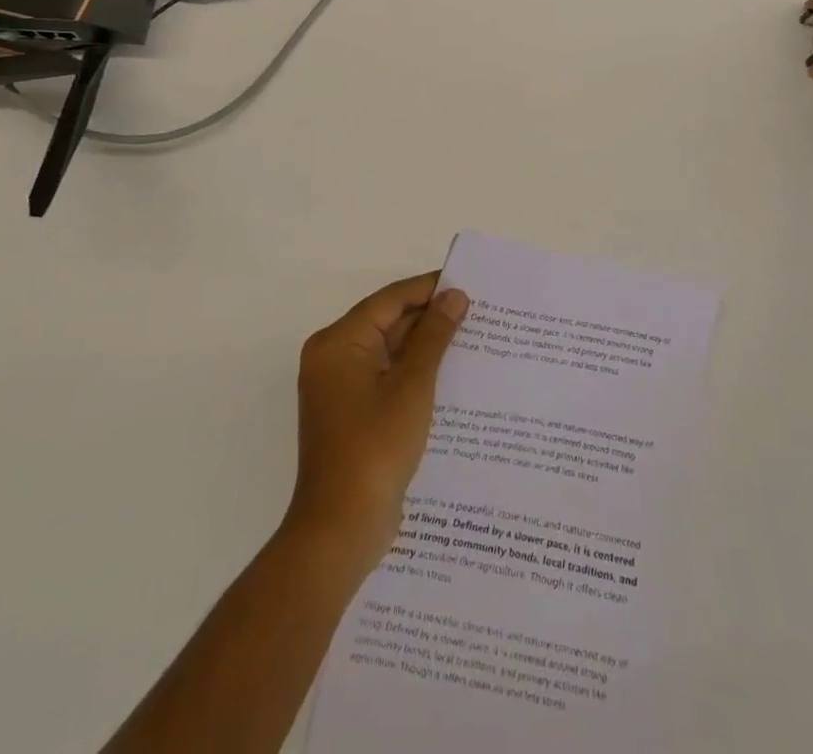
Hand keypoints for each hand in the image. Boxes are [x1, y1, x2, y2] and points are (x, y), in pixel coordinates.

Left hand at [285, 272, 470, 567]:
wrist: (341, 530)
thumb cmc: (375, 448)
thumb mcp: (412, 385)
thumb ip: (434, 336)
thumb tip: (455, 296)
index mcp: (338, 343)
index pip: (390, 300)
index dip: (429, 288)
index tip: (468, 282)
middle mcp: (334, 358)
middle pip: (387, 323)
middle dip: (430, 318)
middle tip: (478, 311)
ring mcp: (341, 388)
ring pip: (390, 352)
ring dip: (426, 346)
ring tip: (472, 338)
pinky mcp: (353, 414)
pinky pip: (387, 377)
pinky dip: (415, 372)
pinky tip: (451, 374)